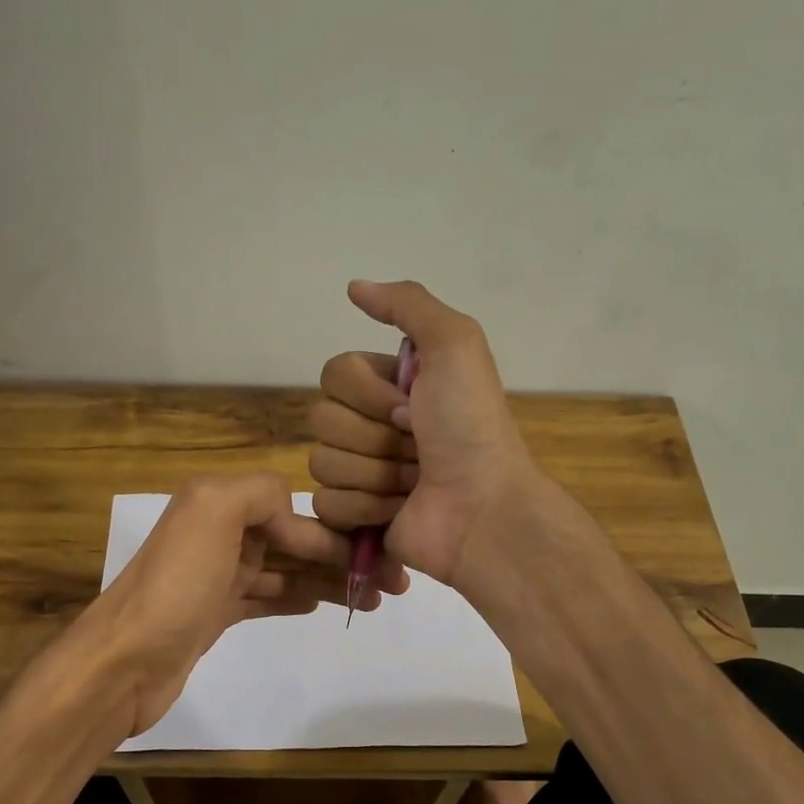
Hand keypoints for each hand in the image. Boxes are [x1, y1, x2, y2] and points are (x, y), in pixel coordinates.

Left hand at [84, 472, 405, 734]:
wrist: (123, 663)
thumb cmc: (175, 588)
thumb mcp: (214, 513)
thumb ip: (258, 492)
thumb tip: (293, 510)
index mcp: (218, 502)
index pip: (292, 508)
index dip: (336, 531)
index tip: (378, 556)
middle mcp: (217, 532)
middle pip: (293, 540)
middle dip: (341, 557)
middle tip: (392, 584)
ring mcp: (216, 575)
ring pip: (285, 570)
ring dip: (327, 580)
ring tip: (371, 600)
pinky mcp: (214, 613)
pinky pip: (266, 597)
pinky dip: (295, 598)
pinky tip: (322, 605)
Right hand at [310, 281, 539, 585]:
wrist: (482, 506)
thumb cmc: (470, 426)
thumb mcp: (455, 345)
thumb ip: (408, 304)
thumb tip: (354, 286)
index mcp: (387, 386)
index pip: (333, 375)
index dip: (368, 393)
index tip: (412, 407)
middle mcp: (369, 426)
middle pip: (322, 420)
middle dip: (374, 437)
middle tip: (417, 447)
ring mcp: (359, 473)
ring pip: (322, 462)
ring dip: (376, 474)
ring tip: (413, 482)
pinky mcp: (353, 517)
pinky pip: (326, 503)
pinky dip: (365, 508)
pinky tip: (398, 510)